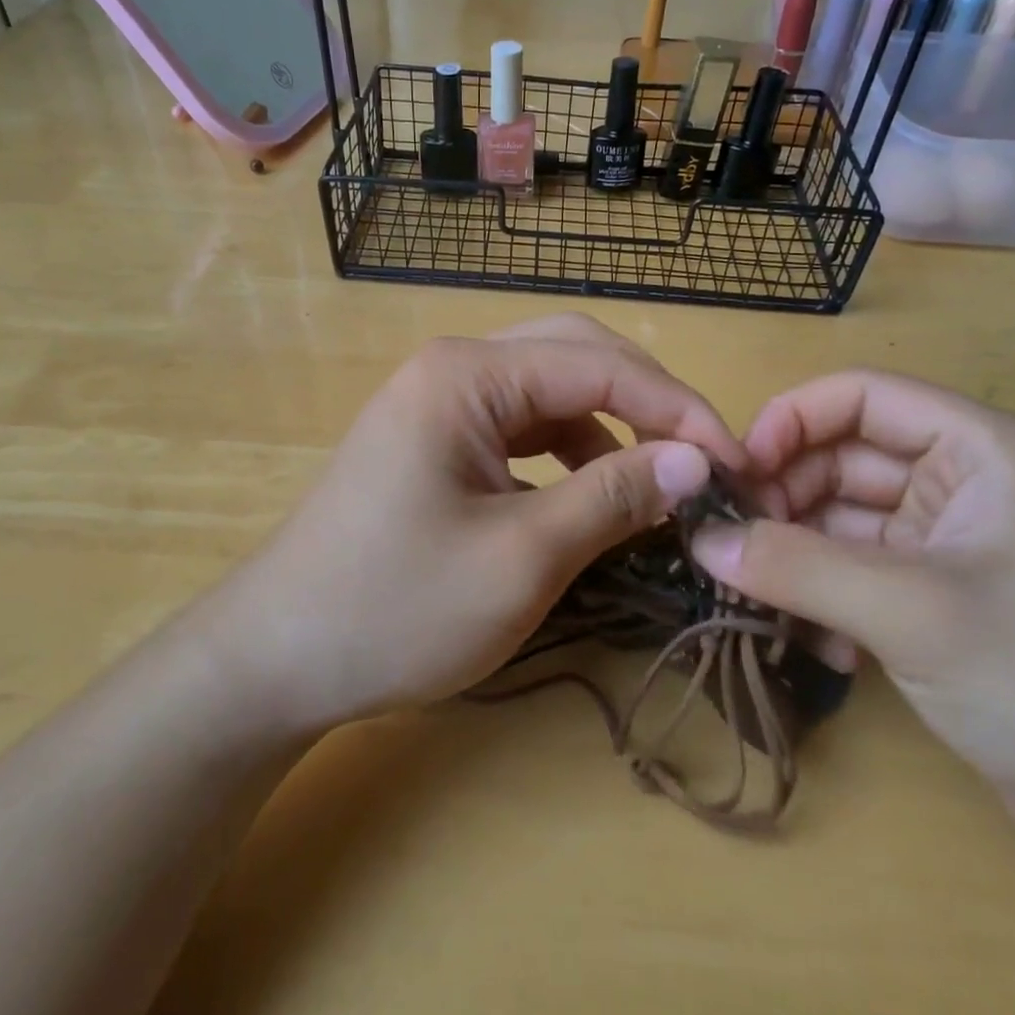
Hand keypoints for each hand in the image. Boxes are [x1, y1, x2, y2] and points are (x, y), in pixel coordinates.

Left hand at [200, 314, 746, 734]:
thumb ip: (612, 496)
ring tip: (653, 484)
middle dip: (646, 404)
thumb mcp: (521, 557)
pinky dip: (567, 453)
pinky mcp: (434, 440)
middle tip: (700, 463)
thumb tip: (695, 461)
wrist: (278, 656)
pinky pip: (519, 427)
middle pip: (575, 358)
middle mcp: (452, 369)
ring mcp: (438, 402)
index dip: (677, 411)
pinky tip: (587, 494)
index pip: (600, 365)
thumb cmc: (395, 608)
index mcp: (467, 375)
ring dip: (608, 429)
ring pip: (549, 392)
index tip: (736, 466)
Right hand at [691, 371, 1014, 879]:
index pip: (861, 397)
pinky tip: (816, 645)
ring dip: (796, 555)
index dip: (789, 422)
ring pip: (840, 520)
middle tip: (732, 548)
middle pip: (842, 459)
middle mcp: (964, 484)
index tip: (734, 477)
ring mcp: (950, 546)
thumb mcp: (915, 614)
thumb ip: (797, 568)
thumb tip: (700, 540)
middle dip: (783, 499)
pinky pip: (854, 573)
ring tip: (760, 600)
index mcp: (982, 450)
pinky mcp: (938, 601)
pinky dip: (822, 598)